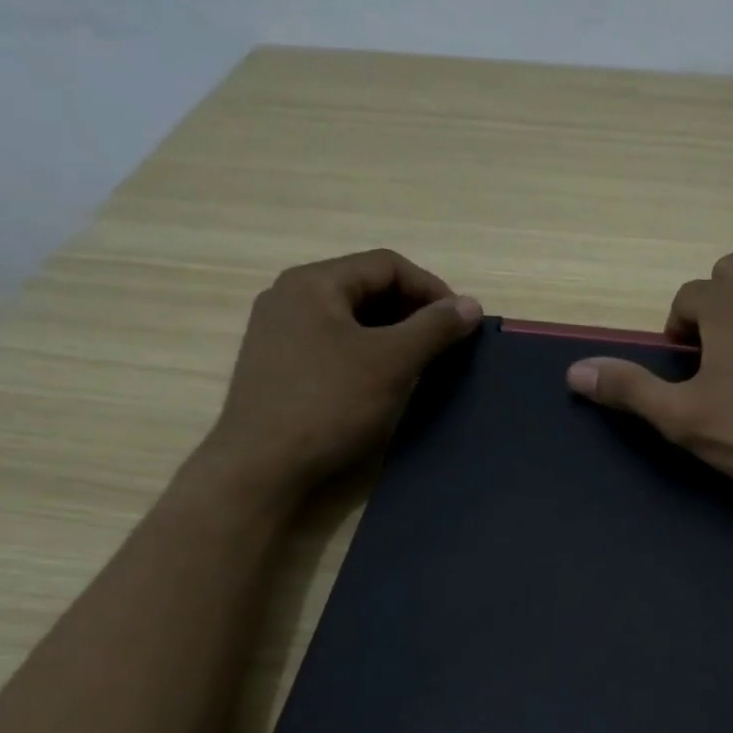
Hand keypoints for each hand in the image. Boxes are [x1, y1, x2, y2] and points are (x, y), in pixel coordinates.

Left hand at [192, 250, 480, 507]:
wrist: (261, 467)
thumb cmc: (330, 404)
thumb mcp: (392, 362)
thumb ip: (435, 328)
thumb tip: (471, 304)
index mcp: (314, 283)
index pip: (387, 265)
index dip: (432, 289)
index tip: (462, 324)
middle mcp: (290, 297)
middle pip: (367, 288)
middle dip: (413, 312)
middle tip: (445, 344)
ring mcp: (279, 332)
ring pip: (351, 318)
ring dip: (393, 334)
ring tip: (422, 364)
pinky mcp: (278, 366)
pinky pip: (334, 344)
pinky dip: (367, 353)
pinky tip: (384, 382)